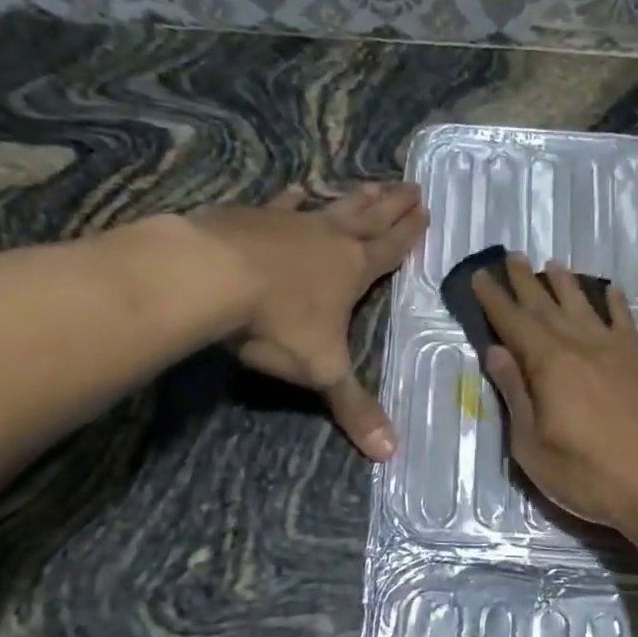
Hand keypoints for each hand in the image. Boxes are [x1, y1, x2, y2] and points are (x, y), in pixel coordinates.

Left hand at [196, 183, 427, 458]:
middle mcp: (328, 239)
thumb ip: (354, 408)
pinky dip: (290, 198)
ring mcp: (289, 223)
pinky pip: (279, 204)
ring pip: (331, 206)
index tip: (426, 211)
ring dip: (353, 197)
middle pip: (369, 218)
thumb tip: (390, 454)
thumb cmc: (277, 323)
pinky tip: (296, 189)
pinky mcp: (251, 217)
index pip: (391, 250)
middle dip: (392, 205)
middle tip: (413, 185)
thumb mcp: (322, 370)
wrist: (211, 277)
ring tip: (371, 183)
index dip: (409, 234)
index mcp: (353, 270)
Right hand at [474, 255, 637, 538]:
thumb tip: (497, 351)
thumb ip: (515, 395)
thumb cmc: (589, 475)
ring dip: (566, 284)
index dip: (494, 299)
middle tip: (512, 257)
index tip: (481, 276)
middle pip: (547, 306)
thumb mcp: (533, 445)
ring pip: (585, 307)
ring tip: (553, 264)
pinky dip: (615, 304)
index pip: (513, 323)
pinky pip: (626, 322)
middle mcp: (582, 346)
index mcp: (549, 364)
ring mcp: (618, 352)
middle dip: (526, 282)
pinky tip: (610, 291)